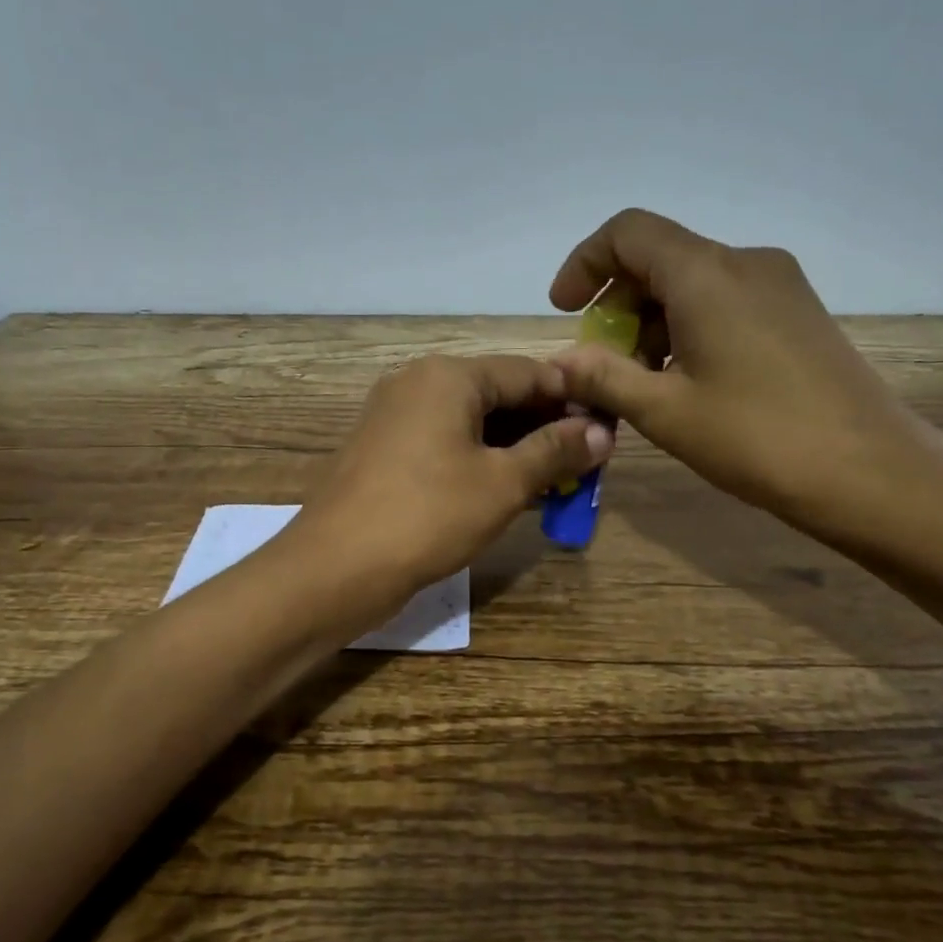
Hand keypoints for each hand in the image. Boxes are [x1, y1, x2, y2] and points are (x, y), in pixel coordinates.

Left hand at [291, 355, 612, 604]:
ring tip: (555, 482)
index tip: (608, 431)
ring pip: (472, 422)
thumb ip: (554, 451)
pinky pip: (446, 443)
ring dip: (515, 448)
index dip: (572, 400)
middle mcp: (418, 383)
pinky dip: (480, 461)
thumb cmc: (427, 516)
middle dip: (544, 427)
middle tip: (586, 463)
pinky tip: (508, 490)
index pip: (528, 373)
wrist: (334, 568)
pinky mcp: (384, 451)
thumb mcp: (502, 483)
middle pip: (499, 394)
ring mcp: (395, 417)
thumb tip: (601, 432)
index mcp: (448, 376)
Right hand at [549, 209, 942, 539]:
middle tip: (601, 363)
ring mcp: (779, 285)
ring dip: (652, 322)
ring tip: (641, 384)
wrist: (871, 473)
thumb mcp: (665, 411)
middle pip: (660, 258)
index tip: (566, 311)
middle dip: (617, 304)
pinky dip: (688, 328)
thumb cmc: (757, 438)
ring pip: (692, 283)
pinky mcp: (798, 312)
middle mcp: (745, 263)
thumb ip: (603, 377)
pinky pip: (725, 301)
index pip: (628, 233)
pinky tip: (686, 382)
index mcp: (706, 274)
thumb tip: (559, 361)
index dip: (585, 263)